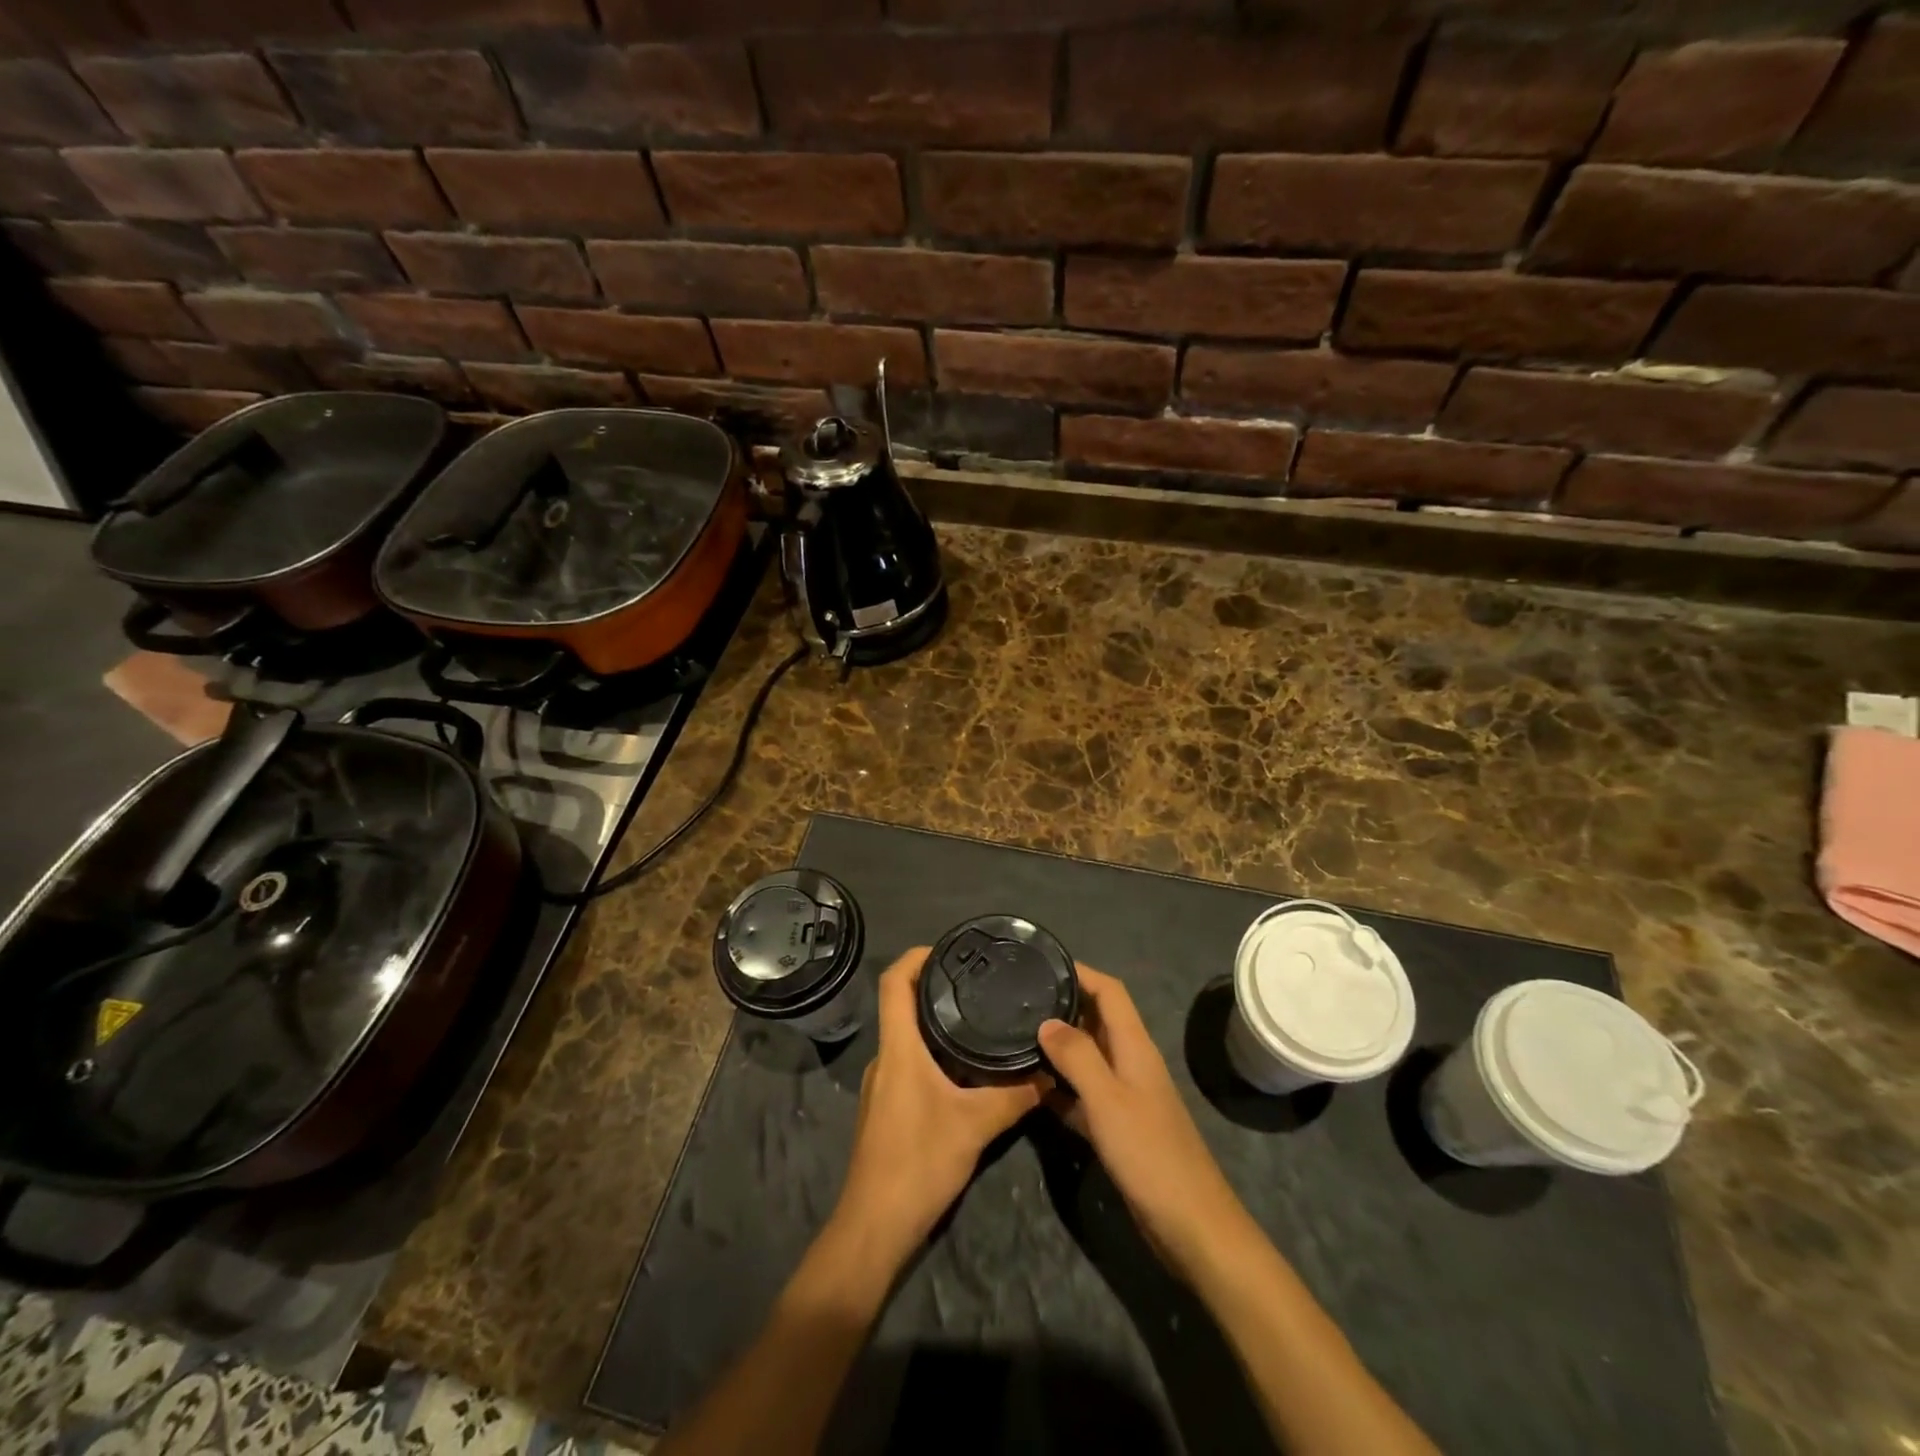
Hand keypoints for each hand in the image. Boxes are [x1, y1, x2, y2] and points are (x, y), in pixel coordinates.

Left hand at [831, 947, 1043, 1266]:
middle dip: (936, 987)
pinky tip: (967, 1066)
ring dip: (938, 1022)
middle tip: (979, 981)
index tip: (951, 948)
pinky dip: (936, 1052)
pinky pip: (911, 1062)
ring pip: (908, 1037)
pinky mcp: (889, 1107)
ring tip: (980, 1016)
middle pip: (902, 1005)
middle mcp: (886, 1057)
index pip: (894, 982)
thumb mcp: (976, 1125)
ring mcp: (884, 1084)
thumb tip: (1050, 1071)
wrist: (874, 1228)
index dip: (916, 956)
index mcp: (898, 1048)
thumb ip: (1015, 1095)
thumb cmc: (917, 1164)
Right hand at [1040, 967, 1252, 1281]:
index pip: (1109, 991)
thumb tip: (1045, 1021)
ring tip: (1017, 1037)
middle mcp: (1130, 1062)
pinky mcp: (1119, 1128)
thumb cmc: (1150, 1154)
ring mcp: (1126, 1096)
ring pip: (1088, 1057)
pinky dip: (1062, 1088)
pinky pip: (1085, 1095)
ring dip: (1059, 1046)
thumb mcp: (1108, 1099)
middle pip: (1097, 1019)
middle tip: (1019, 1000)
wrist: (1191, 1225)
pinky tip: (1033, 1090)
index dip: (1081, 972)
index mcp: (1134, 1046)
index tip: (1043, 963)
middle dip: (1063, 1005)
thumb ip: (1077, 1056)